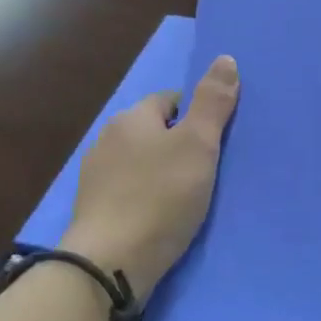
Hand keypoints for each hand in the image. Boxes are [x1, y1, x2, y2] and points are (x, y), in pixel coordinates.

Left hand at [61, 56, 239, 296]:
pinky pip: (131, 191)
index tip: (216, 143)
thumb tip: (225, 58)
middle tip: (209, 171)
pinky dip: (148, 198)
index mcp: (131, 118)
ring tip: (189, 198)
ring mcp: (96, 177)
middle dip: (179, 145)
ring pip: (141, 163)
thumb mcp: (198, 145)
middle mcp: (107, 140)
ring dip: (163, 174)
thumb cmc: (160, 197)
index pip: (171, 100)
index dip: (197, 116)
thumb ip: (213, 102)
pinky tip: (163, 217)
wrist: (110, 263)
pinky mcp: (95, 211)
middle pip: (155, 132)